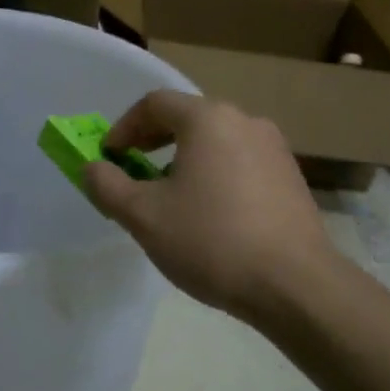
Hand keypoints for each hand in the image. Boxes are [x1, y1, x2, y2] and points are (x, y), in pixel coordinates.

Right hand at [84, 91, 337, 328]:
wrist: (296, 286)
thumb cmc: (211, 241)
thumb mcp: (143, 216)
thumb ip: (107, 185)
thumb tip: (93, 168)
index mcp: (208, 119)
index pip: (154, 104)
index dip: (123, 128)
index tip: (108, 158)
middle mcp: (244, 121)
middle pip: (187, 118)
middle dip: (152, 142)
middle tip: (132, 173)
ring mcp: (274, 148)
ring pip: (215, 141)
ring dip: (183, 159)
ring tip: (169, 197)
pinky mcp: (291, 177)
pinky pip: (239, 161)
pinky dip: (214, 174)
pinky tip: (209, 213)